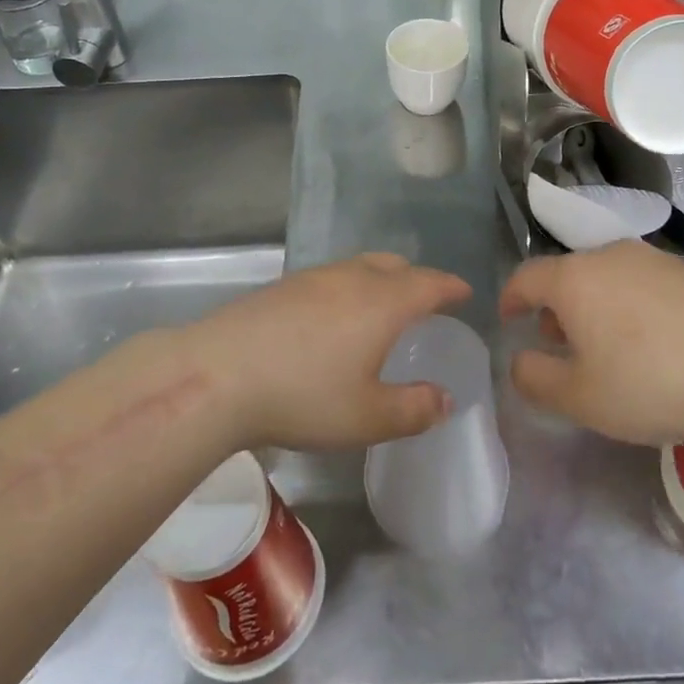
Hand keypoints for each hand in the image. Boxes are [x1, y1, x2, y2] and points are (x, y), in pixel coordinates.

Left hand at [180, 253, 471, 451]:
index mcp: (383, 302)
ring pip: (359, 267)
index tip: (464, 292)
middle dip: (417, 279)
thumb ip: (414, 409)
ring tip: (381, 307)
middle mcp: (352, 278)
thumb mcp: (368, 417)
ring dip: (380, 279)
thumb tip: (446, 399)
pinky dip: (348, 288)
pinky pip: (330, 277)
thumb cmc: (304, 396)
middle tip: (426, 301)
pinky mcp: (281, 286)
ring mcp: (313, 278)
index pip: (429, 284)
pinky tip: (332, 317)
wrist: (218, 375)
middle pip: (395, 266)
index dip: (450, 287)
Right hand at [499, 241, 683, 445]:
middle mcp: (609, 255)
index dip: (511, 297)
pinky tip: (652, 342)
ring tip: (606, 347)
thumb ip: (536, 379)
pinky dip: (630, 305)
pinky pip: (642, 283)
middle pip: (568, 274)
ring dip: (594, 305)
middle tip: (559, 345)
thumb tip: (519, 361)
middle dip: (555, 306)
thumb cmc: (649, 383)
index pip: (526, 276)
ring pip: (606, 277)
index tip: (508, 317)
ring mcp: (653, 259)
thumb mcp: (580, 398)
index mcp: (574, 278)